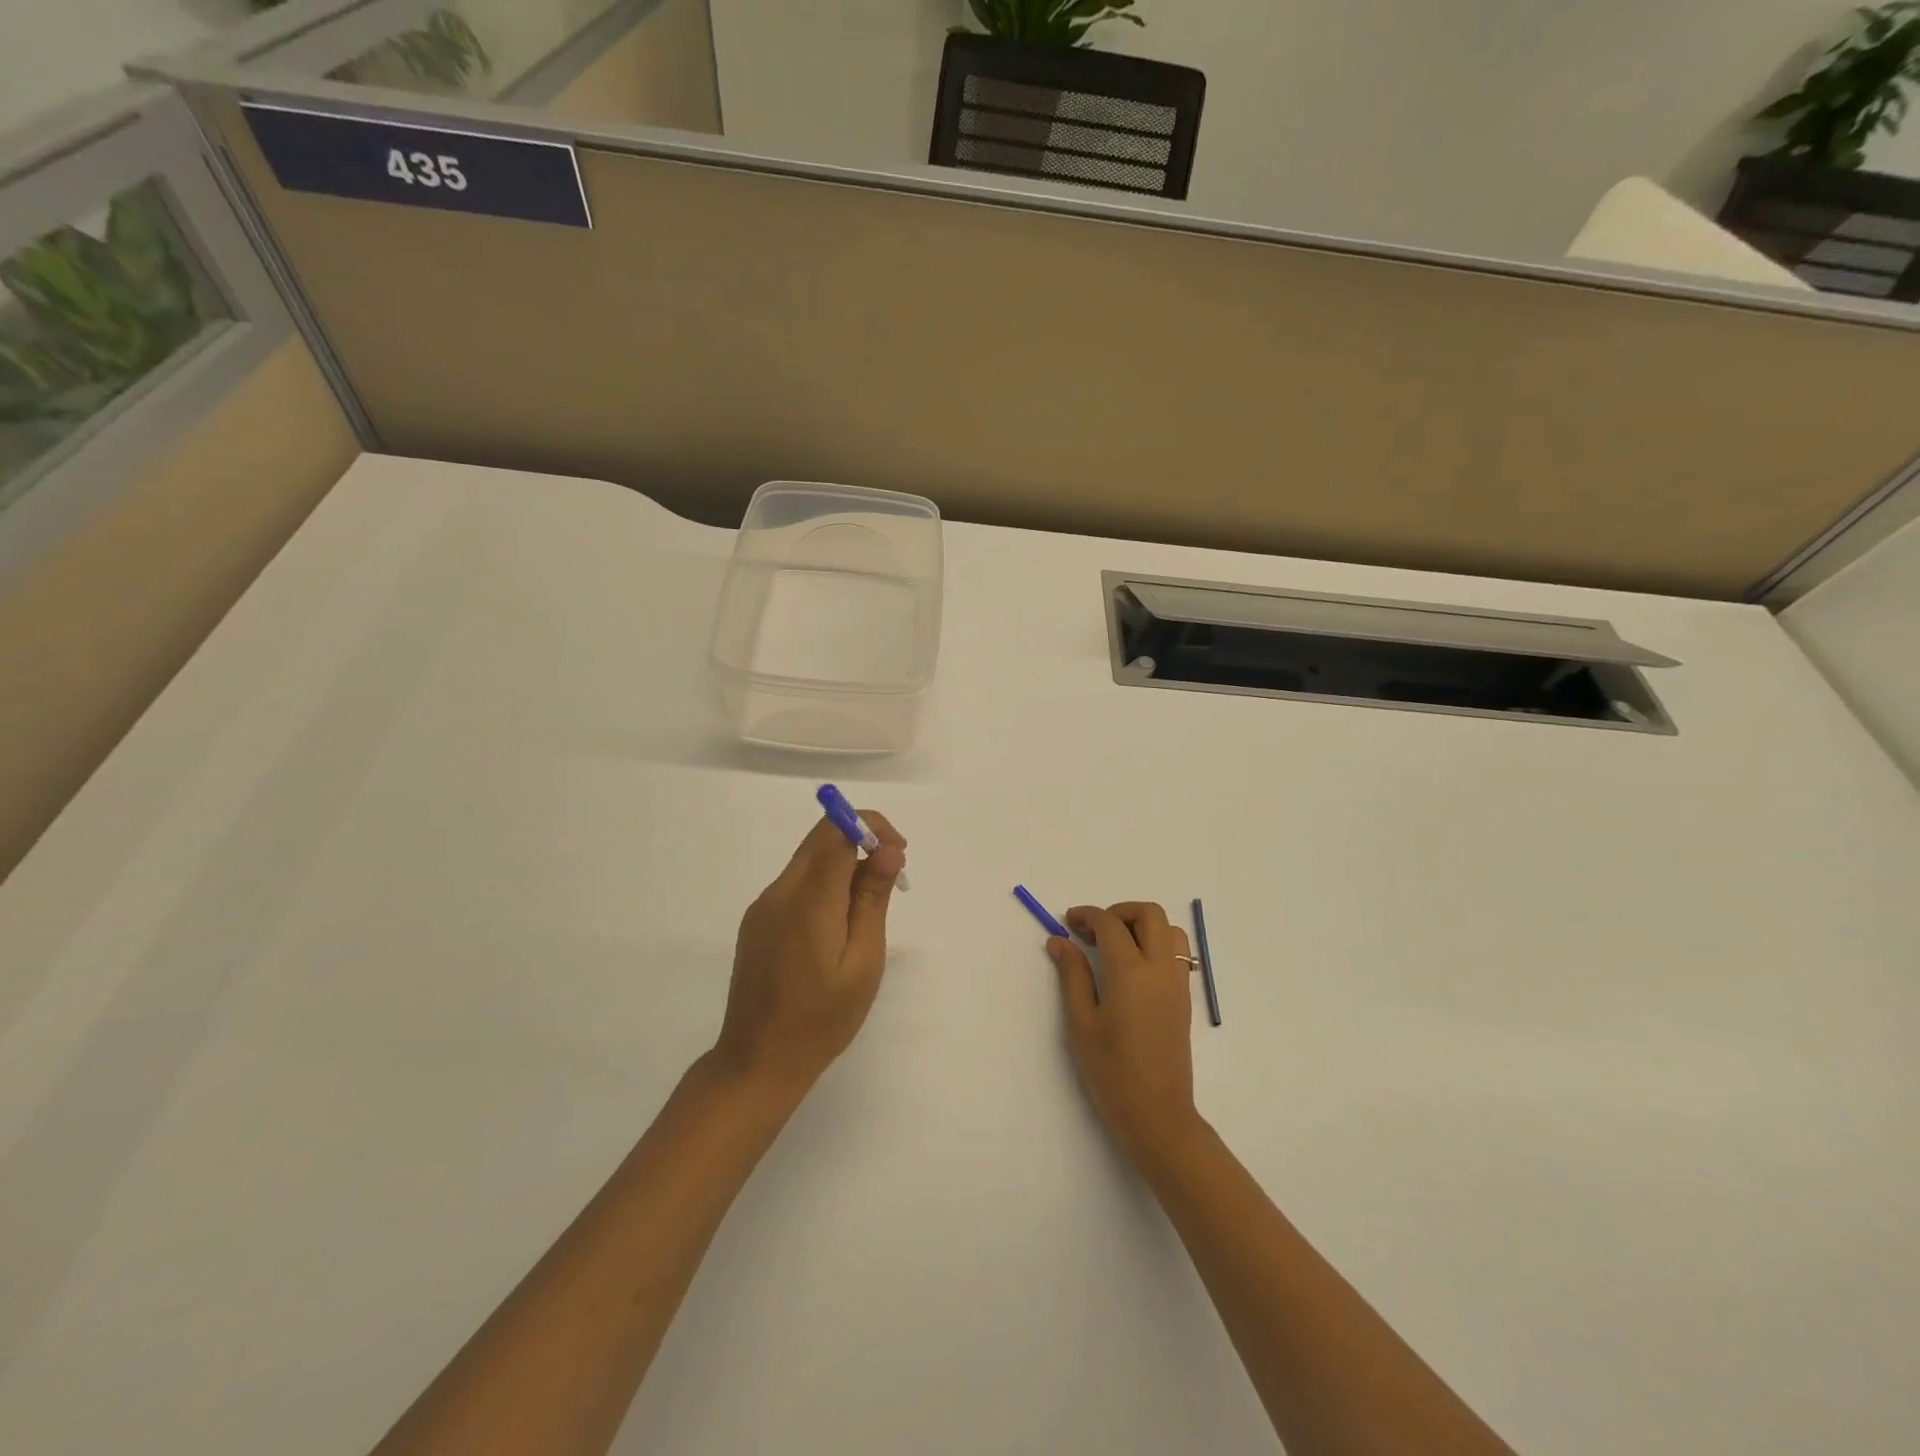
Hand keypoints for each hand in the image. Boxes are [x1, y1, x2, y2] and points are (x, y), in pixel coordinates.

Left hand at [712, 810, 906, 1094]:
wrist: (757, 1062)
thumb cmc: (822, 1019)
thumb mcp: (863, 961)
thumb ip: (872, 899)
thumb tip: (887, 850)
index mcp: (807, 900)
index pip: (835, 830)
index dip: (870, 826)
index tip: (898, 853)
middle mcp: (779, 892)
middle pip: (820, 838)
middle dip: (862, 840)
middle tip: (893, 876)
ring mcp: (764, 906)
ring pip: (809, 859)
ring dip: (845, 863)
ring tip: (869, 909)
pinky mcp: (758, 921)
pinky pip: (797, 883)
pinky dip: (825, 884)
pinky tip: (839, 925)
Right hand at [1048, 902, 1201, 1159]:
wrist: (1157, 1114)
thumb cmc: (1111, 1072)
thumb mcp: (1081, 1022)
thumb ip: (1072, 975)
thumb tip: (1059, 941)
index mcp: (1130, 972)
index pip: (1110, 924)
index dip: (1087, 915)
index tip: (1068, 922)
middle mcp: (1159, 969)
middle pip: (1150, 914)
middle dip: (1119, 911)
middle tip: (1093, 932)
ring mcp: (1177, 982)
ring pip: (1169, 930)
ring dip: (1142, 925)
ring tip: (1115, 947)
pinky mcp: (1184, 997)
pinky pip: (1176, 953)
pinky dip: (1156, 943)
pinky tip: (1132, 968)